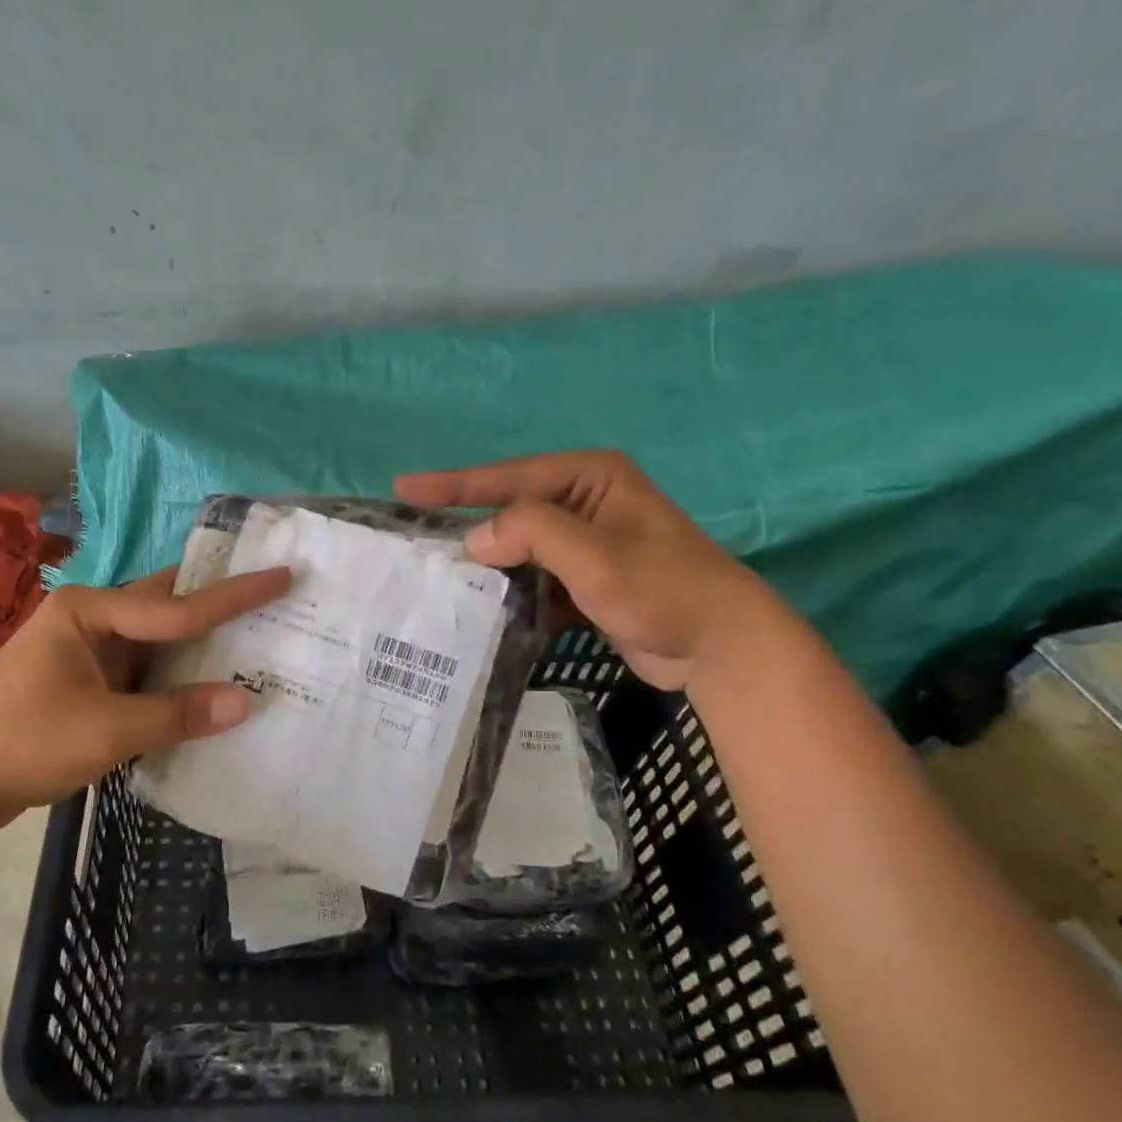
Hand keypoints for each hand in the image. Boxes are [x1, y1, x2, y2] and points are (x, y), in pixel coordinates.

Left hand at [0, 565, 290, 827]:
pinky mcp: (87, 682)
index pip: (176, 605)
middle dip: (218, 603)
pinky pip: (144, 670)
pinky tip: (211, 686)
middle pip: (166, 606)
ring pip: (157, 640)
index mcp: (89, 611)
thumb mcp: (106, 730)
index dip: (234, 596)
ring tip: (258, 639)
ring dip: (200, 645)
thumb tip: (245, 702)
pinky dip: (177, 678)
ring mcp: (87, 651)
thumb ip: (177, 714)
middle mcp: (90, 620)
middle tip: (275, 596)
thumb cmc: (21, 742)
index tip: (282, 575)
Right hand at [395, 450, 779, 690]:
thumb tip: (473, 540)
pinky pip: (534, 578)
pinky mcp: (585, 580)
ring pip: (518, 549)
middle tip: (413, 540)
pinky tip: (481, 608)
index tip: (402, 488)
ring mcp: (586, 543)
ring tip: (437, 579)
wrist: (720, 646)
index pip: (508, 476)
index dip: (453, 484)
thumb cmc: (662, 589)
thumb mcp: (594, 554)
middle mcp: (585, 502)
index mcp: (590, 477)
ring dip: (486, 567)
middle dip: (466, 527)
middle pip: (509, 510)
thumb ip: (531, 533)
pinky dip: (510, 593)